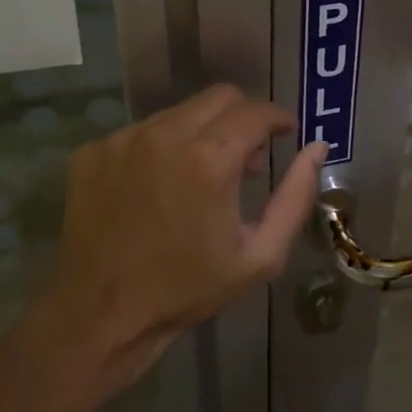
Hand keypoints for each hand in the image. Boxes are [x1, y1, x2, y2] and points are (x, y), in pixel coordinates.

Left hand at [46, 85, 325, 370]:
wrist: (102, 314)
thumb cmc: (188, 288)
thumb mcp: (260, 256)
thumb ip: (295, 197)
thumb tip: (317, 149)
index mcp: (210, 158)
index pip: (256, 111)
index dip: (278, 118)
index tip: (284, 132)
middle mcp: (166, 134)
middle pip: (219, 97)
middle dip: (242, 117)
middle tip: (245, 157)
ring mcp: (124, 139)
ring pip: (178, 112)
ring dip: (199, 133)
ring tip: (197, 177)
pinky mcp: (93, 151)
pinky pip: (140, 132)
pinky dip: (159, 148)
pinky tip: (156, 187)